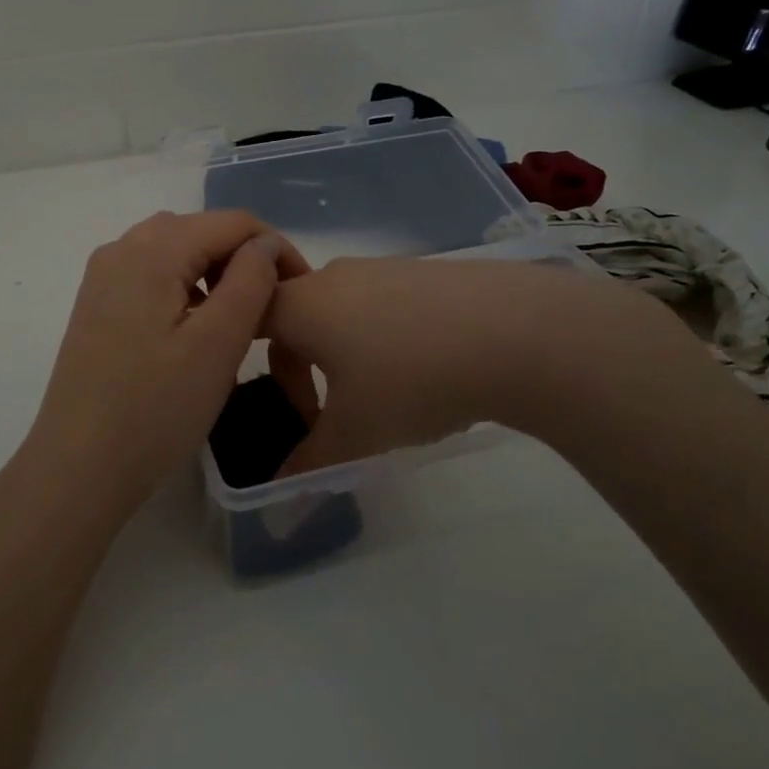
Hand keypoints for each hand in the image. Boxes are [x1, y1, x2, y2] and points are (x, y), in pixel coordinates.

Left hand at [18, 211, 308, 516]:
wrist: (78, 468)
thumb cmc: (155, 410)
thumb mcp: (217, 344)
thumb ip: (250, 281)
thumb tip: (262, 244)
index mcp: (152, 250)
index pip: (232, 222)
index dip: (275, 248)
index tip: (300, 292)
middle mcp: (121, 249)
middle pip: (200, 230)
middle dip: (244, 259)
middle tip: (272, 309)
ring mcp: (103, 278)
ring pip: (175, 251)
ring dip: (214, 273)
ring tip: (239, 320)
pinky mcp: (96, 306)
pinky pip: (151, 276)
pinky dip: (184, 288)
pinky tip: (195, 329)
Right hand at [264, 256, 714, 473]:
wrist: (516, 331)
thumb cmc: (412, 380)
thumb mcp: (356, 434)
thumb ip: (309, 466)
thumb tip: (279, 501)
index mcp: (302, 305)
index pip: (251, 322)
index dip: (259, 368)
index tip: (297, 413)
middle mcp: (334, 276)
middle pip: (296, 316)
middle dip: (303, 366)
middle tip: (331, 411)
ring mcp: (383, 267)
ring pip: (341, 310)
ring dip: (345, 352)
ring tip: (385, 393)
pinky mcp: (425, 270)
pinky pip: (382, 303)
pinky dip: (384, 335)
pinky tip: (427, 368)